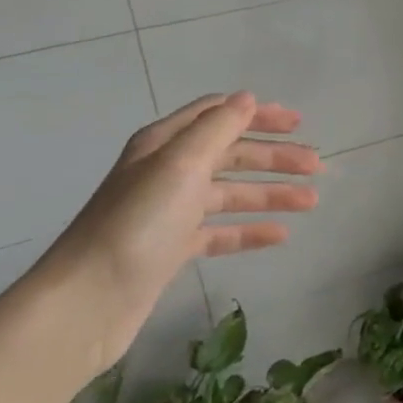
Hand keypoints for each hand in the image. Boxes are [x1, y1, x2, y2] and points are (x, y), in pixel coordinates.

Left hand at [25, 92, 320, 377]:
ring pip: (232, 194)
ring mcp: (170, 212)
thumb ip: (218, 127)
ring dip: (271, 194)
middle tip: (317, 166)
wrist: (86, 304)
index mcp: (166, 143)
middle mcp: (168, 171)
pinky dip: (251, 230)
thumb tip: (247, 98)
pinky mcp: (173, 250)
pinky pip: (221, 232)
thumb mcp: (181, 163)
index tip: (298, 123)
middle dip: (275, 157)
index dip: (260, 115)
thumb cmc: (137, 223)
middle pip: (232, 154)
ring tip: (311, 201)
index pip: (220, 114)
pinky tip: (281, 235)